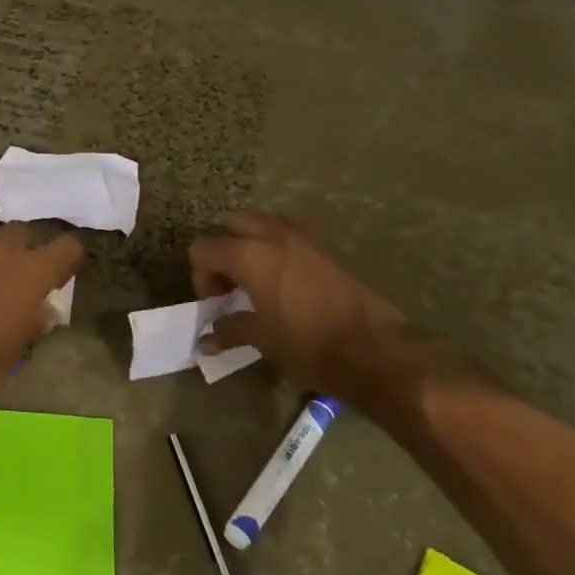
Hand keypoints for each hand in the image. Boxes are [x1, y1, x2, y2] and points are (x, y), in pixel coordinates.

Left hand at [0, 226, 83, 410]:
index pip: (67, 246)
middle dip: (23, 249)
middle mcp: (1, 249)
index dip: (69, 257)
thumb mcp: (19, 348)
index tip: (63, 271)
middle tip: (18, 272)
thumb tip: (43, 311)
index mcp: (32, 271)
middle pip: (22, 232)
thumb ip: (34, 321)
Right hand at [191, 213, 427, 424]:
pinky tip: (282, 286)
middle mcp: (271, 236)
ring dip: (249, 247)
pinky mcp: (322, 249)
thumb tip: (204, 341)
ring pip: (260, 226)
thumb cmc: (308, 343)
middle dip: (223, 253)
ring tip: (254, 284)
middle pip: (230, 227)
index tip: (214, 305)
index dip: (201, 277)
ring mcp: (300, 239)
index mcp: (248, 255)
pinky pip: (285, 237)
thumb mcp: (262, 340)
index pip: (203, 250)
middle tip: (230, 288)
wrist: (373, 348)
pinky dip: (274, 251)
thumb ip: (229, 332)